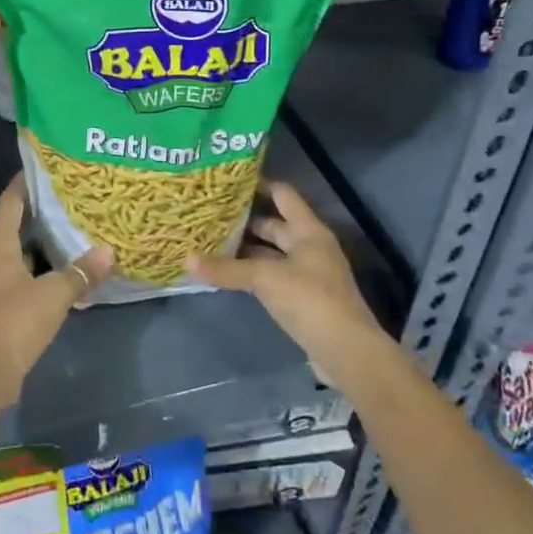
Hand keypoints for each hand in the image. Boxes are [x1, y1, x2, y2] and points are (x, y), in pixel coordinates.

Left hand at [0, 176, 113, 403]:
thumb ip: (81, 272)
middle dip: (37, 214)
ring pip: (19, 255)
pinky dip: (40, 273)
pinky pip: (22, 279)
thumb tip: (108, 252)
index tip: (41, 167)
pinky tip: (63, 276)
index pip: (9, 204)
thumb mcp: (55, 294)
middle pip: (13, 228)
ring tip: (71, 234)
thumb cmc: (15, 321)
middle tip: (67, 201)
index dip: (23, 184)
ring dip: (40, 246)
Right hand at [188, 181, 390, 379]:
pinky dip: (253, 274)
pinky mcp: (303, 299)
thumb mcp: (265, 279)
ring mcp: (309, 274)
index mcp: (308, 231)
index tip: (229, 182)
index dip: (259, 184)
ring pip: (272, 253)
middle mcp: (310, 247)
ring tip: (212, 242)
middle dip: (245, 221)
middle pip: (275, 225)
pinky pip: (273, 277)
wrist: (346, 352)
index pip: (283, 195)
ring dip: (247, 250)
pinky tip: (229, 275)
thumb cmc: (310, 300)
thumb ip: (227, 269)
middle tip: (211, 214)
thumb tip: (186, 260)